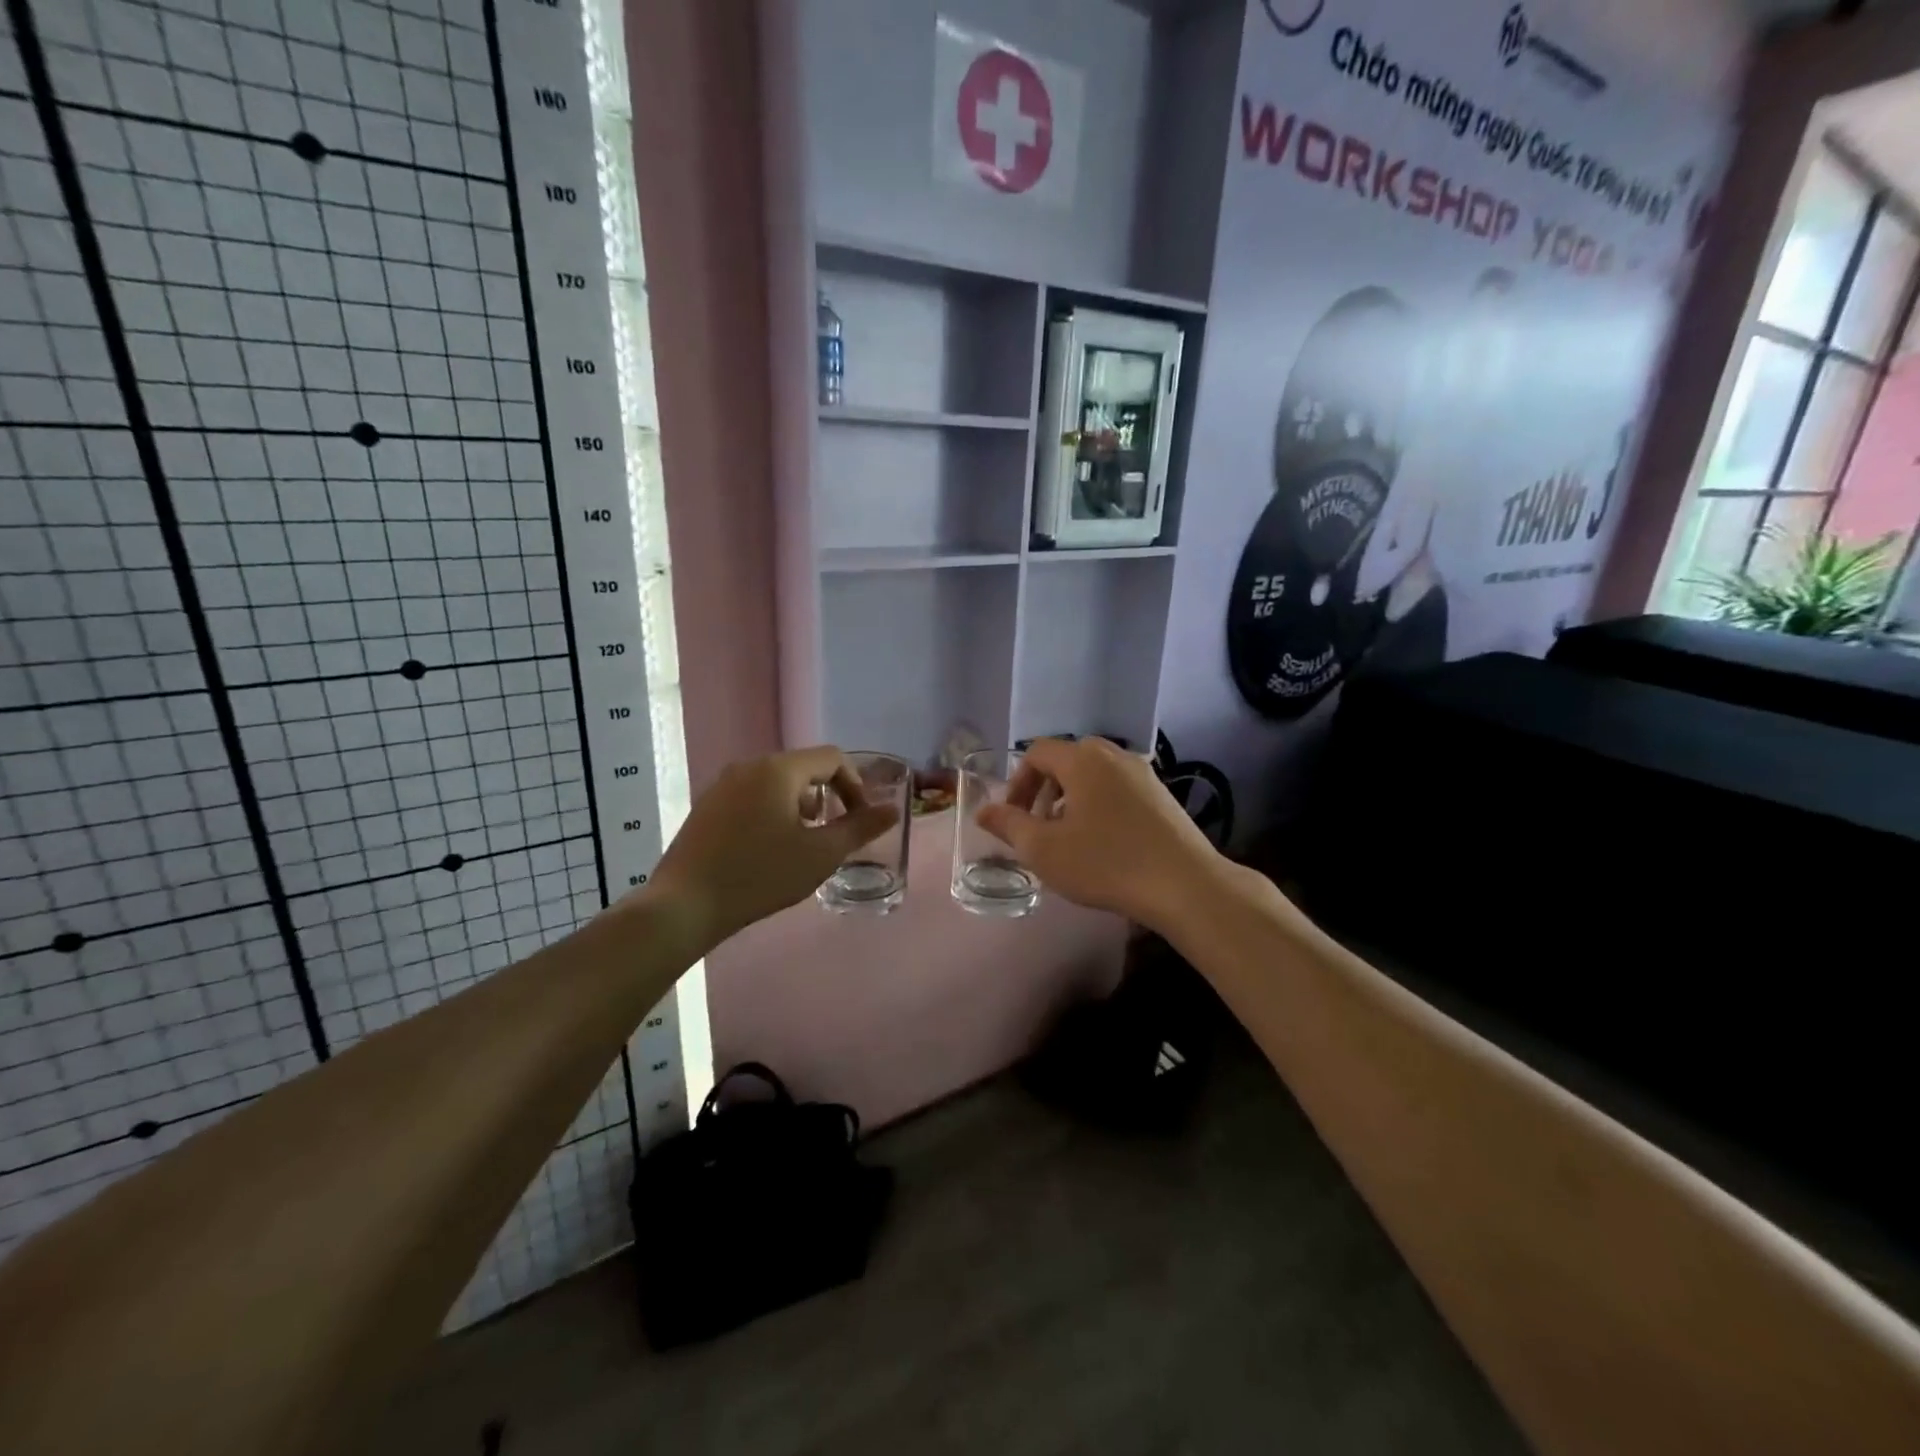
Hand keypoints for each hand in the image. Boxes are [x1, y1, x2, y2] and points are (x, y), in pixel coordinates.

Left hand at [646, 746, 898, 949]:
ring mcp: (723, 784)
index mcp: (779, 770)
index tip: (860, 820)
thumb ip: (860, 829)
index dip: (855, 785)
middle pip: (804, 767)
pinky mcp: (707, 805)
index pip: (832, 758)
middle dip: (828, 796)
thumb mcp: (820, 855)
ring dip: (801, 805)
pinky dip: (773, 811)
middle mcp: (750, 766)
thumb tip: (891, 810)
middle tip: (833, 834)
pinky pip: (753, 795)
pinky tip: (768, 848)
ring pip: (777, 782)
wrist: (684, 905)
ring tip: (803, 842)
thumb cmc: (759, 876)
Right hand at [976, 737, 1224, 931]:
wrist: (1184, 885)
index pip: (1037, 752)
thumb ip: (1009, 825)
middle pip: (1067, 759)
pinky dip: (1100, 804)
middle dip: (1044, 789)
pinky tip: (1104, 842)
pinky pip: (1118, 788)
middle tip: (1038, 825)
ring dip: (1072, 797)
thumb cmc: (1105, 863)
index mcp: (1082, 759)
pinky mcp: (1162, 795)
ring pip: (1094, 774)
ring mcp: (1143, 773)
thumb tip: (983, 811)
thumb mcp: (1044, 849)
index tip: (1014, 817)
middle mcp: (1114, 755)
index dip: (1017, 782)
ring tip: (1069, 836)